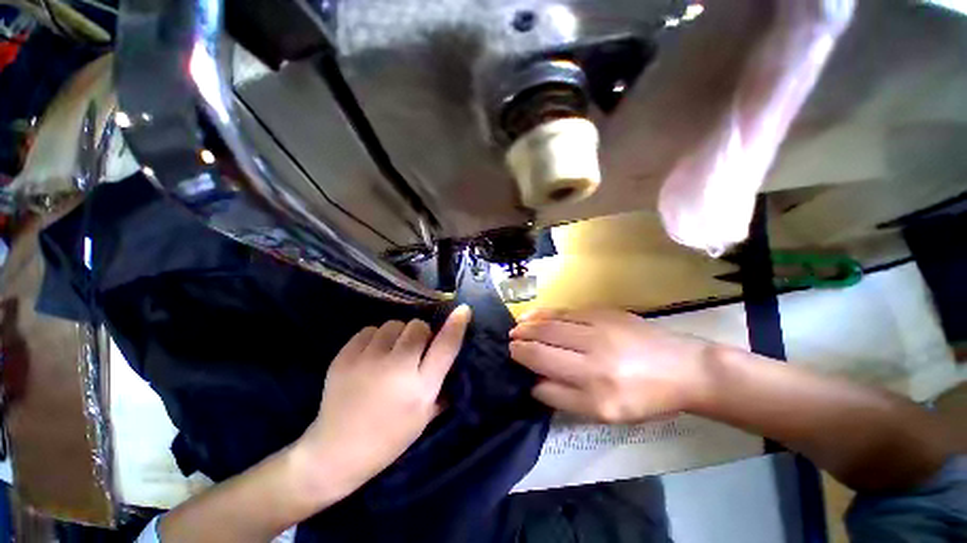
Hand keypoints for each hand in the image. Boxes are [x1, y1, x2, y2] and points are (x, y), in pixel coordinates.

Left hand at [293, 306, 471, 496]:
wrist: (336, 452)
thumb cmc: (389, 438)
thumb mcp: (424, 417)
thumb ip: (442, 388)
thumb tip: (453, 360)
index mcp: (420, 388)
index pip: (445, 347)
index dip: (456, 325)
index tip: (463, 310)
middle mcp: (397, 369)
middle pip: (417, 326)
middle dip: (420, 333)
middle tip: (413, 349)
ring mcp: (367, 361)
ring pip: (393, 324)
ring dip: (397, 334)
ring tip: (390, 351)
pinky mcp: (344, 357)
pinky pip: (369, 330)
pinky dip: (375, 338)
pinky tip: (371, 355)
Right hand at [509, 308, 709, 423]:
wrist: (681, 368)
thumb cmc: (643, 397)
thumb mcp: (604, 413)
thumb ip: (564, 398)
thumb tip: (534, 382)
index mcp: (593, 383)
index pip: (543, 364)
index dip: (523, 358)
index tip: (511, 355)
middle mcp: (592, 351)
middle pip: (544, 340)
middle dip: (521, 339)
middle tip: (510, 340)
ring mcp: (598, 327)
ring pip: (552, 323)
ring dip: (530, 324)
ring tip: (517, 327)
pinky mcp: (603, 312)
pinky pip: (566, 311)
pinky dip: (546, 312)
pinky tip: (535, 314)